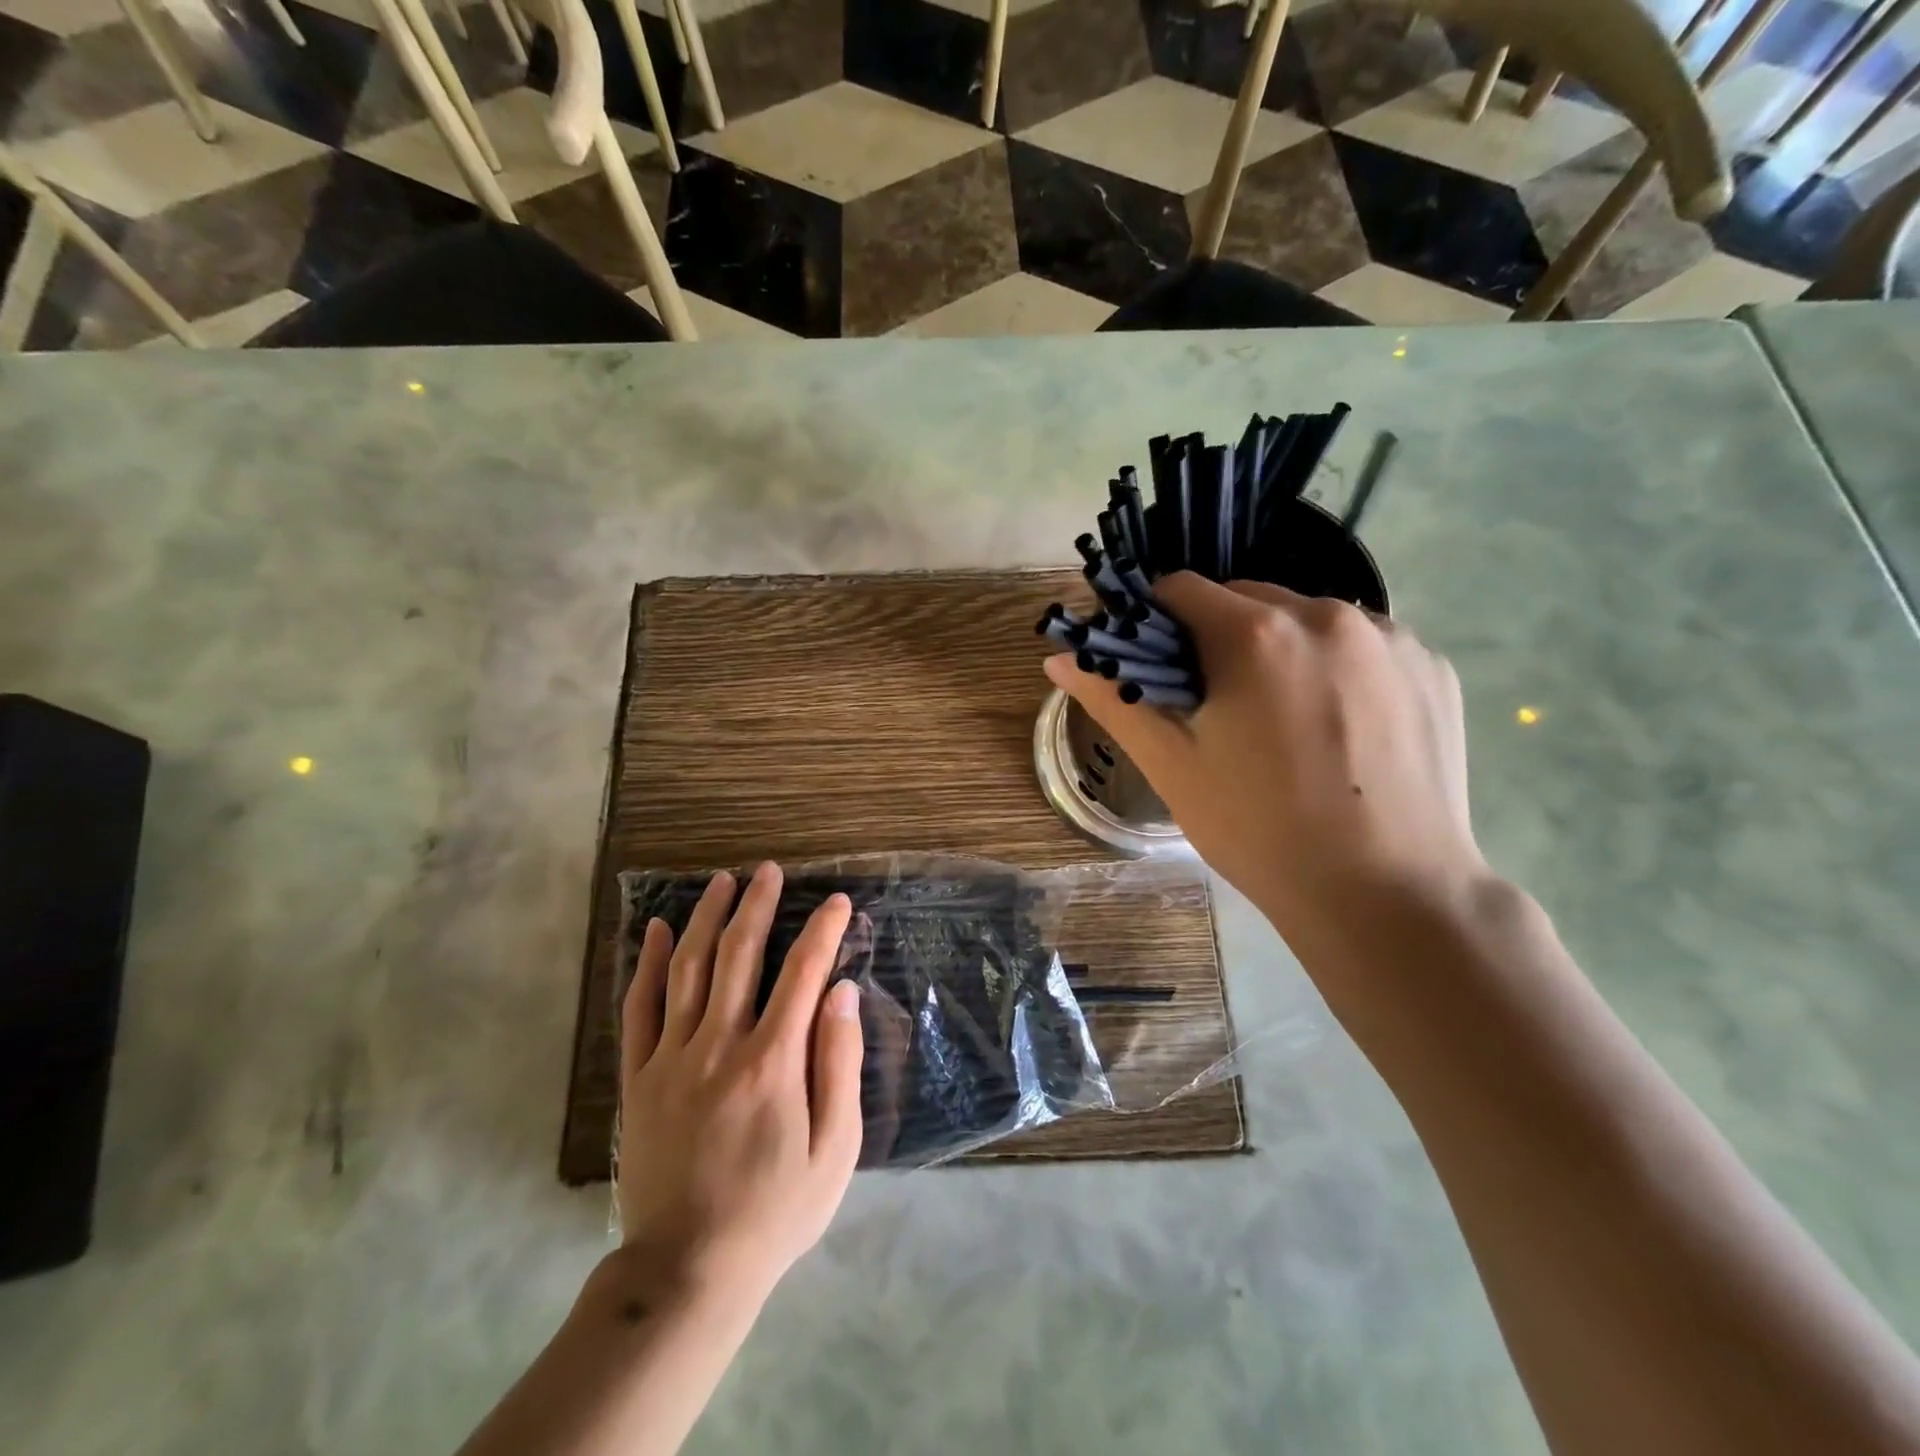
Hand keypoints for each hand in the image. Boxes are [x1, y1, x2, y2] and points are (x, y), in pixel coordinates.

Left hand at [617, 863, 864, 1313]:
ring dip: (706, 918)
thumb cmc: (775, 1210)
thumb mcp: (835, 1150)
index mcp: (772, 1061)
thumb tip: (841, 992)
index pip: (802, 973)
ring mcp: (671, 1058)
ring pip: (688, 969)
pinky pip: (640, 1008)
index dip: (822, 930)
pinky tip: (656, 930)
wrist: (687, 1270)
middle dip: (758, 905)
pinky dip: (648, 963)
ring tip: (722, 881)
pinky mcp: (638, 1078)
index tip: (837, 902)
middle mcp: (719, 1045)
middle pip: (739, 955)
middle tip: (768, 871)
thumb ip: (839, 1065)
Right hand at [1046, 575, 1483, 945]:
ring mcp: (1391, 637)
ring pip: (1307, 618)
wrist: (1386, 895)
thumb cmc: (1259, 829)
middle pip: (1246, 597)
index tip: (1157, 666)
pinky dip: (1336, 666)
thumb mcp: (1171, 765)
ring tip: (1281, 718)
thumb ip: (1114, 698)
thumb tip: (1059, 658)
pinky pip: (1362, 644)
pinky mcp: (1432, 666)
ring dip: (1280, 647)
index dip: (1155, 622)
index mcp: (1256, 632)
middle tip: (1217, 703)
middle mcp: (1328, 613)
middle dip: (1218, 635)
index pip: (1181, 589)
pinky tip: (1338, 726)